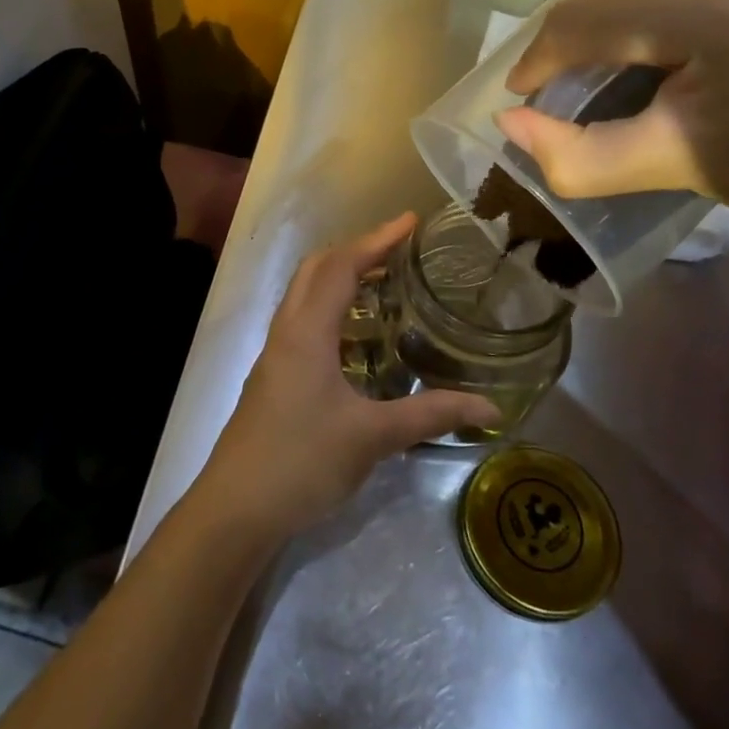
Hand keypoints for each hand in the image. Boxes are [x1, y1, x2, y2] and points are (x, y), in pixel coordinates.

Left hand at [194, 214, 500, 540]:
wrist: (237, 506)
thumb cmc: (302, 461)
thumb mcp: (373, 437)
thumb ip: (431, 415)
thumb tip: (491, 408)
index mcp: (307, 331)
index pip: (342, 266)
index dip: (377, 239)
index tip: (411, 221)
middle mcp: (287, 330)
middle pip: (317, 269)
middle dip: (357, 250)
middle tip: (399, 250)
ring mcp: (275, 352)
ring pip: (305, 294)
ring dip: (340, 277)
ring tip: (384, 283)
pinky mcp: (274, 374)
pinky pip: (303, 320)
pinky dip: (331, 308)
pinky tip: (357, 337)